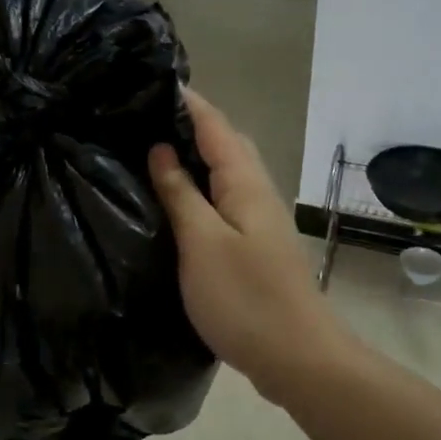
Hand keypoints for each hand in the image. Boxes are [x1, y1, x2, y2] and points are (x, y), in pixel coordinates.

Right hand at [149, 90, 348, 399]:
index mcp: (245, 182)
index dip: (186, 101)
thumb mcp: (202, 242)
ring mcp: (259, 218)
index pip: (214, 124)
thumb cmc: (246, 298)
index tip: (149, 82)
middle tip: (142, 117)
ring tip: (151, 152)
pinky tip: (177, 201)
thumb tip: (161, 148)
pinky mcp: (256, 244)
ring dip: (195, 155)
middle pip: (225, 142)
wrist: (298, 357)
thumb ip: (181, 193)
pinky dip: (200, 187)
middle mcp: (257, 191)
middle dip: (189, 123)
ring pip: (226, 171)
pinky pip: (225, 198)